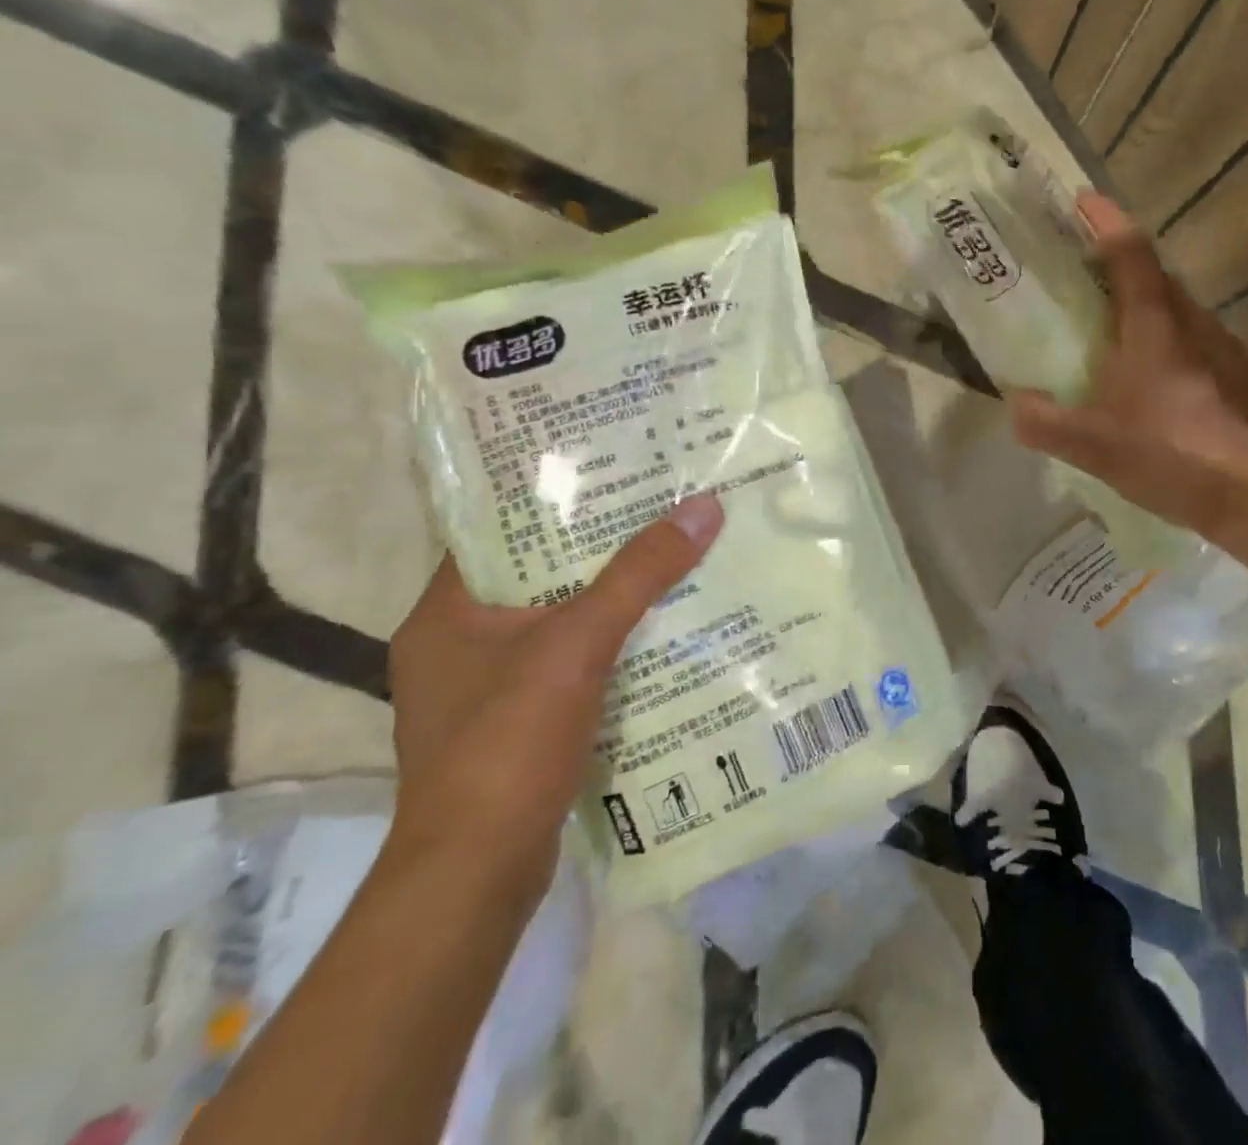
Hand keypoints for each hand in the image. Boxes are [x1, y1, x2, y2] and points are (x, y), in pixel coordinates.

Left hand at [384, 495, 724, 892]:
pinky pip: (570, 662)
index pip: (499, 531)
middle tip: (659, 507)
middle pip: (538, 574)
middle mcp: (458, 644)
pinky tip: (659, 631)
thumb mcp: (577, 644)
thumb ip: (639, 574)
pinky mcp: (516, 724)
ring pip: (558, 620)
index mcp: (447, 613)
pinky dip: (609, 644)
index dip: (554, 497)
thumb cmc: (508, 743)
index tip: (613, 470)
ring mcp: (485, 689)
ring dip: (610, 597)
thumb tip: (702, 507)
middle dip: (599, 546)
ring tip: (671, 557)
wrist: (478, 875)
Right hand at [1011, 194, 1247, 536]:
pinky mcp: (1247, 381)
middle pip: (1157, 279)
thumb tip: (1016, 405)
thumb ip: (1045, 422)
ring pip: (1182, 316)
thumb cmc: (1173, 455)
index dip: (1104, 221)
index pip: (1129, 251)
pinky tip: (1162, 392)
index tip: (1082, 201)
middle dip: (1122, 270)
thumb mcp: (1093, 445)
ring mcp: (1230, 351)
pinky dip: (1174, 352)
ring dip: (1150, 314)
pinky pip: (1201, 349)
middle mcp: (1197, 324)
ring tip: (1119, 342)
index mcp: (1156, 323)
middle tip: (1087, 283)